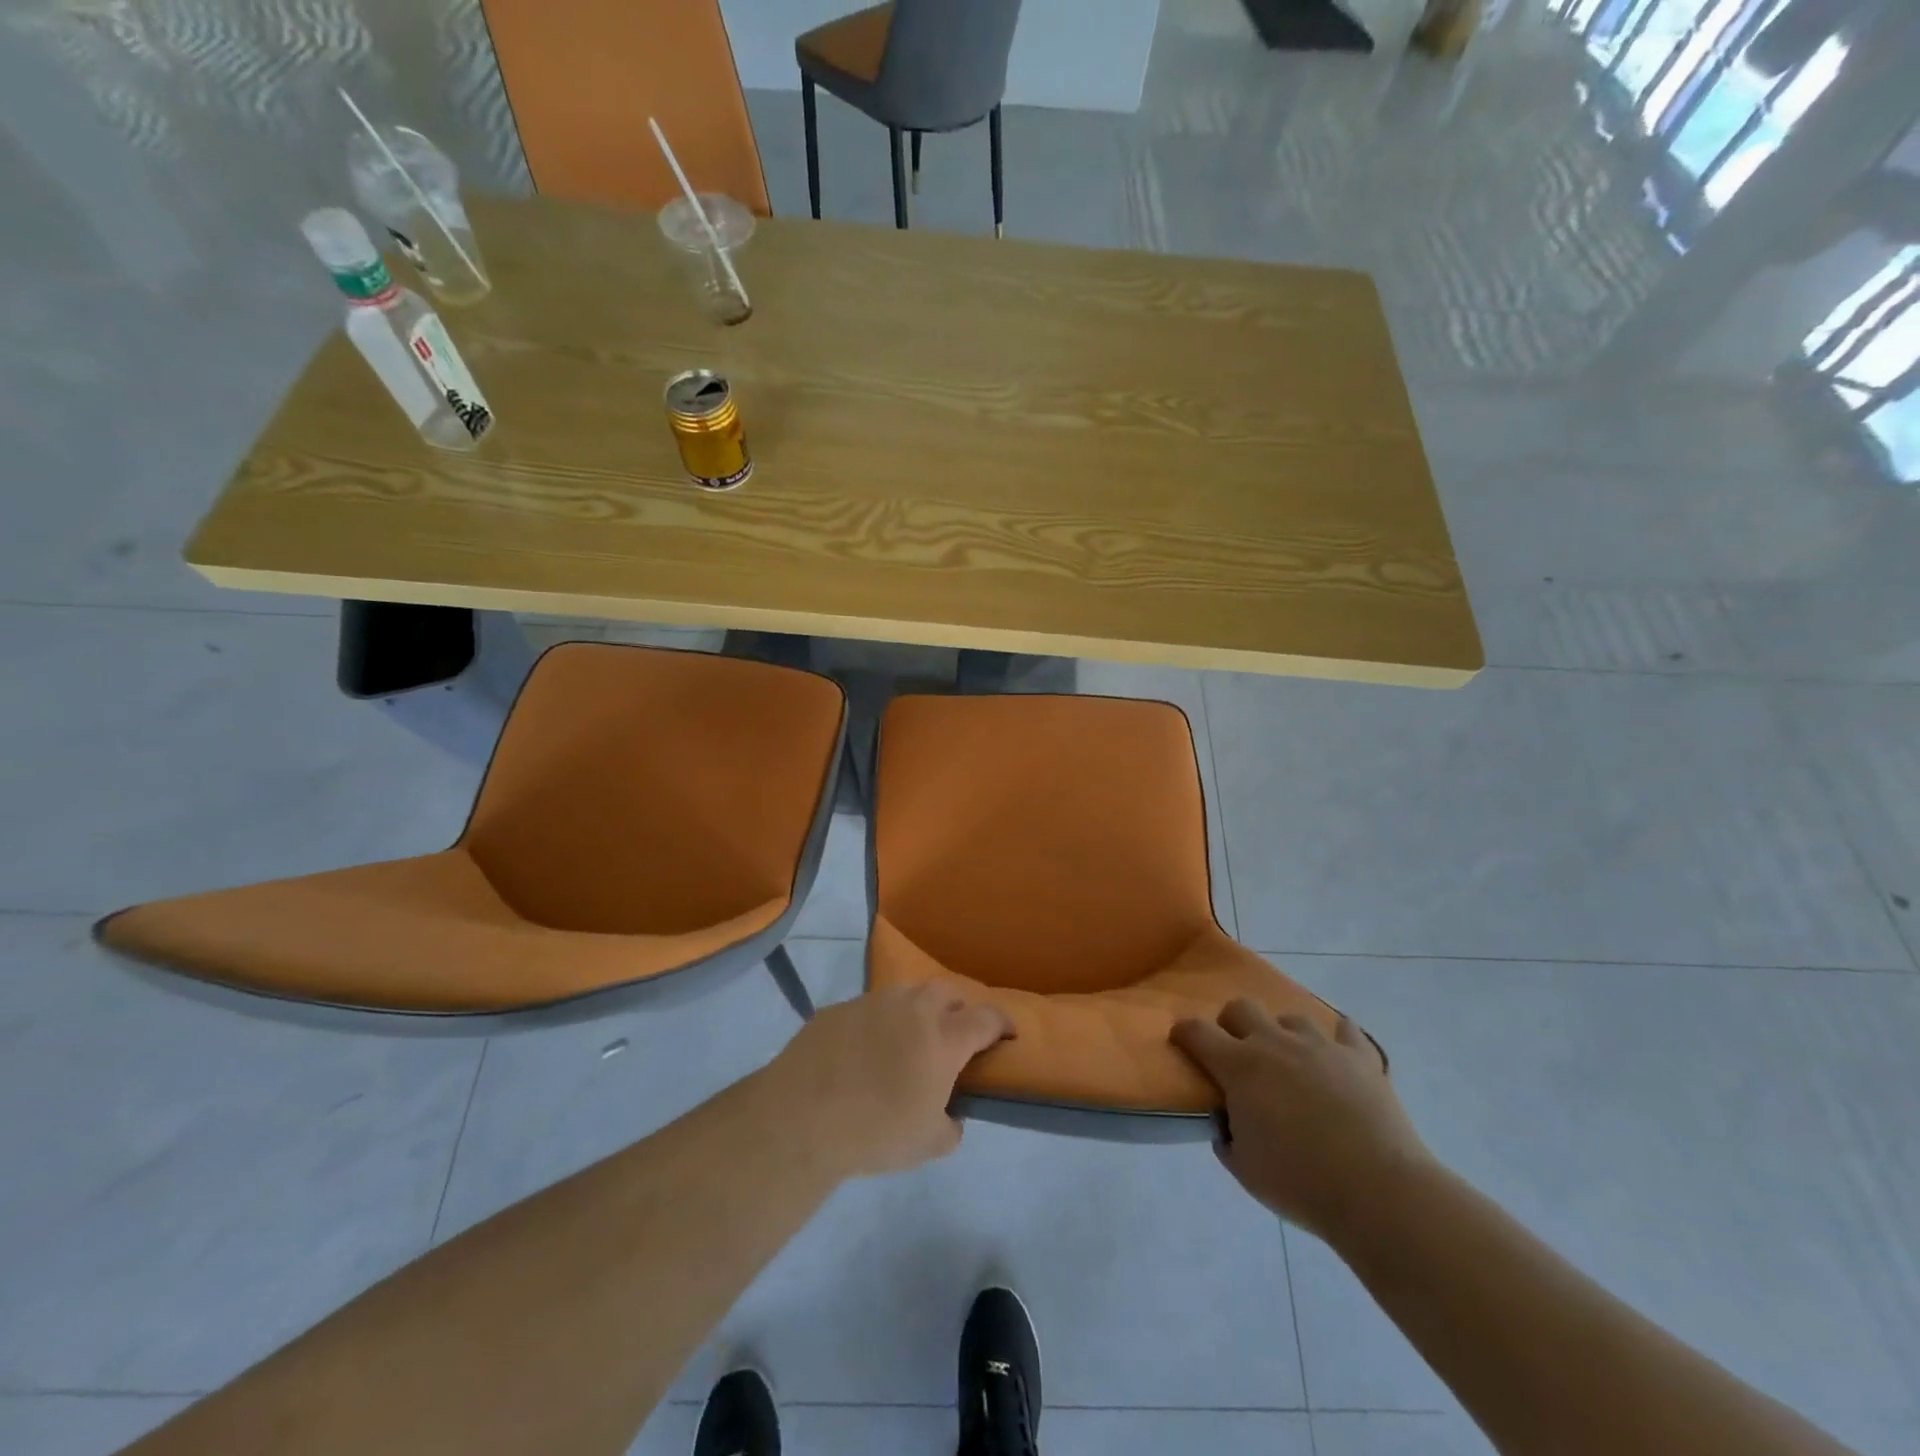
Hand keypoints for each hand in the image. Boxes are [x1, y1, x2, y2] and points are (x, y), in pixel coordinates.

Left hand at [766, 985, 1012, 1179]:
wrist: (802, 1116)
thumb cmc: (876, 1131)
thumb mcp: (927, 1144)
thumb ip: (950, 1127)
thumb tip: (951, 1117)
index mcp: (943, 1037)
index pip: (986, 1018)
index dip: (1002, 1023)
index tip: (1009, 1032)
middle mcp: (912, 1008)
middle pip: (947, 992)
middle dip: (958, 1007)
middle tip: (955, 1033)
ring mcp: (872, 1003)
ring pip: (906, 993)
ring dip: (916, 1010)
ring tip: (909, 1038)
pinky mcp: (838, 1009)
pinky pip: (868, 1009)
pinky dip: (877, 1023)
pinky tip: (863, 1051)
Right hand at [1171, 1000, 1431, 1242]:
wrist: (1379, 1192)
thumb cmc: (1301, 1183)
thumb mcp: (1245, 1169)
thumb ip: (1227, 1137)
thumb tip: (1228, 1122)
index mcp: (1239, 1066)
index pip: (1196, 1031)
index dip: (1184, 1033)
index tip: (1182, 1043)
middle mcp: (1274, 1043)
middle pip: (1241, 1007)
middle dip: (1232, 1024)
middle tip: (1239, 1055)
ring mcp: (1320, 1045)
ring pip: (1291, 1017)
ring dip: (1284, 1035)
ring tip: (1293, 1063)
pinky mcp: (1360, 1057)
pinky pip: (1346, 1030)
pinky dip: (1338, 1040)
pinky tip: (1338, 1058)